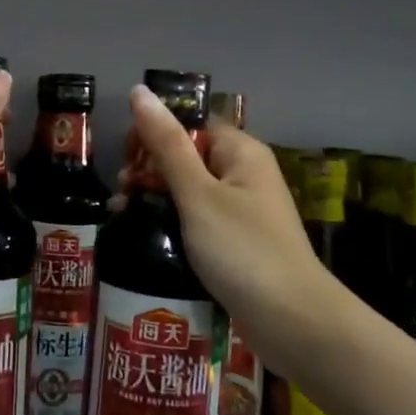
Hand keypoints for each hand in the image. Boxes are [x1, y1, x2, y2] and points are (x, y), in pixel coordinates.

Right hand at [123, 85, 323, 335]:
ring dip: (154, 196)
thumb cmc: (242, 250)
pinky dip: (170, 221)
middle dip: (149, 167)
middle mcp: (243, 174)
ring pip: (187, 189)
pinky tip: (143, 234)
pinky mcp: (235, 242)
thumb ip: (166, 144)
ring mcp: (240, 210)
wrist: (294, 324)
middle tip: (122, 191)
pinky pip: (196, 219)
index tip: (125, 156)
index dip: (154, 132)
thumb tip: (138, 91)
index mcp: (240, 151)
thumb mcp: (197, 194)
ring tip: (121, 214)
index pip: (190, 123)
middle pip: (186, 155)